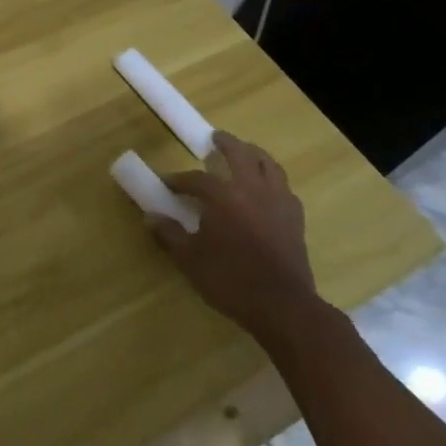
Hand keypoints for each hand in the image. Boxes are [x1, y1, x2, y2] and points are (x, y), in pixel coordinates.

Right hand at [147, 131, 326, 346]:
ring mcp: (279, 203)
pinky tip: (267, 188)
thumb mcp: (190, 259)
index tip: (167, 183)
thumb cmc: (231, 280)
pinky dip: (273, 180)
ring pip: (269, 165)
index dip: (180, 179)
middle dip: (226, 144)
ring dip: (254, 154)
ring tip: (245, 153)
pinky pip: (285, 188)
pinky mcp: (296, 219)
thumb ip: (169, 234)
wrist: (283, 306)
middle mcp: (253, 191)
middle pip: (241, 155)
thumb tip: (149, 217)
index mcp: (224, 197)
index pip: (198, 179)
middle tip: (215, 138)